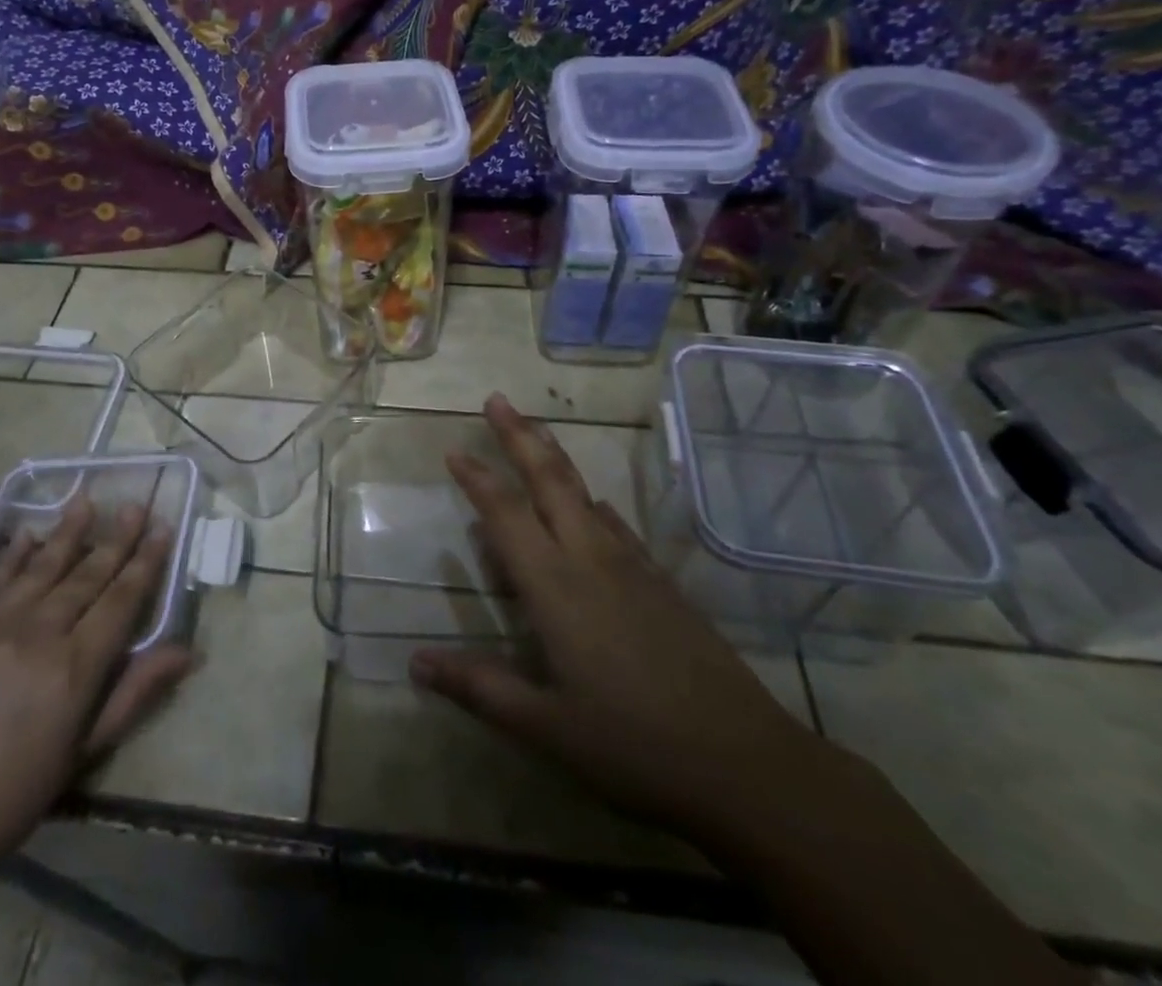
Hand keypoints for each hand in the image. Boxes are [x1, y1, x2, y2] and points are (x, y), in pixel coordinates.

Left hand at [0, 501, 193, 902]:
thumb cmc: (2, 803)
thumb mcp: (78, 758)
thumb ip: (132, 695)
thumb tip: (187, 652)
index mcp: (74, 669)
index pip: (122, 600)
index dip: (146, 563)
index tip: (163, 528)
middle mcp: (39, 633)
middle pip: (87, 574)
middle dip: (116, 538)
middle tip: (136, 504)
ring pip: (44, 566)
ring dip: (69, 530)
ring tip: (88, 498)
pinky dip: (16, 553)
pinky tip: (30, 534)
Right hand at [411, 394, 826, 839]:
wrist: (745, 762)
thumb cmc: (634, 745)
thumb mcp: (546, 728)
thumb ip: (480, 688)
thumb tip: (415, 662)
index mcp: (555, 586)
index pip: (506, 515)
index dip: (477, 479)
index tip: (454, 450)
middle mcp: (590, 559)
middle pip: (550, 480)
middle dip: (520, 435)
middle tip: (496, 399)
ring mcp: (632, 566)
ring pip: (584, 492)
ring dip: (554, 457)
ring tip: (536, 433)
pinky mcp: (661, 581)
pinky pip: (615, 523)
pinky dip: (592, 502)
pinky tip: (592, 506)